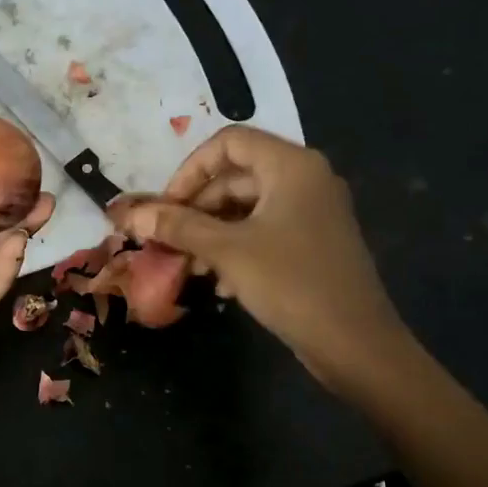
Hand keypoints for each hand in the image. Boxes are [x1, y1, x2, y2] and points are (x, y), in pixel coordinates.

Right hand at [119, 125, 410, 394]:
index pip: (229, 142)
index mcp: (291, 166)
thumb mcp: (227, 251)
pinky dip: (235, 248)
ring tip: (187, 266)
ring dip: (210, 232)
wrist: (356, 344)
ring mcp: (311, 212)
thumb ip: (178, 227)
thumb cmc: (291, 283)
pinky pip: (263, 231)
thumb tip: (131, 215)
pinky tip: (218, 283)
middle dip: (195, 208)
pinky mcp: (312, 243)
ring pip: (246, 208)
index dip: (190, 170)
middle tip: (167, 241)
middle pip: (235, 176)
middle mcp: (305, 179)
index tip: (166, 207)